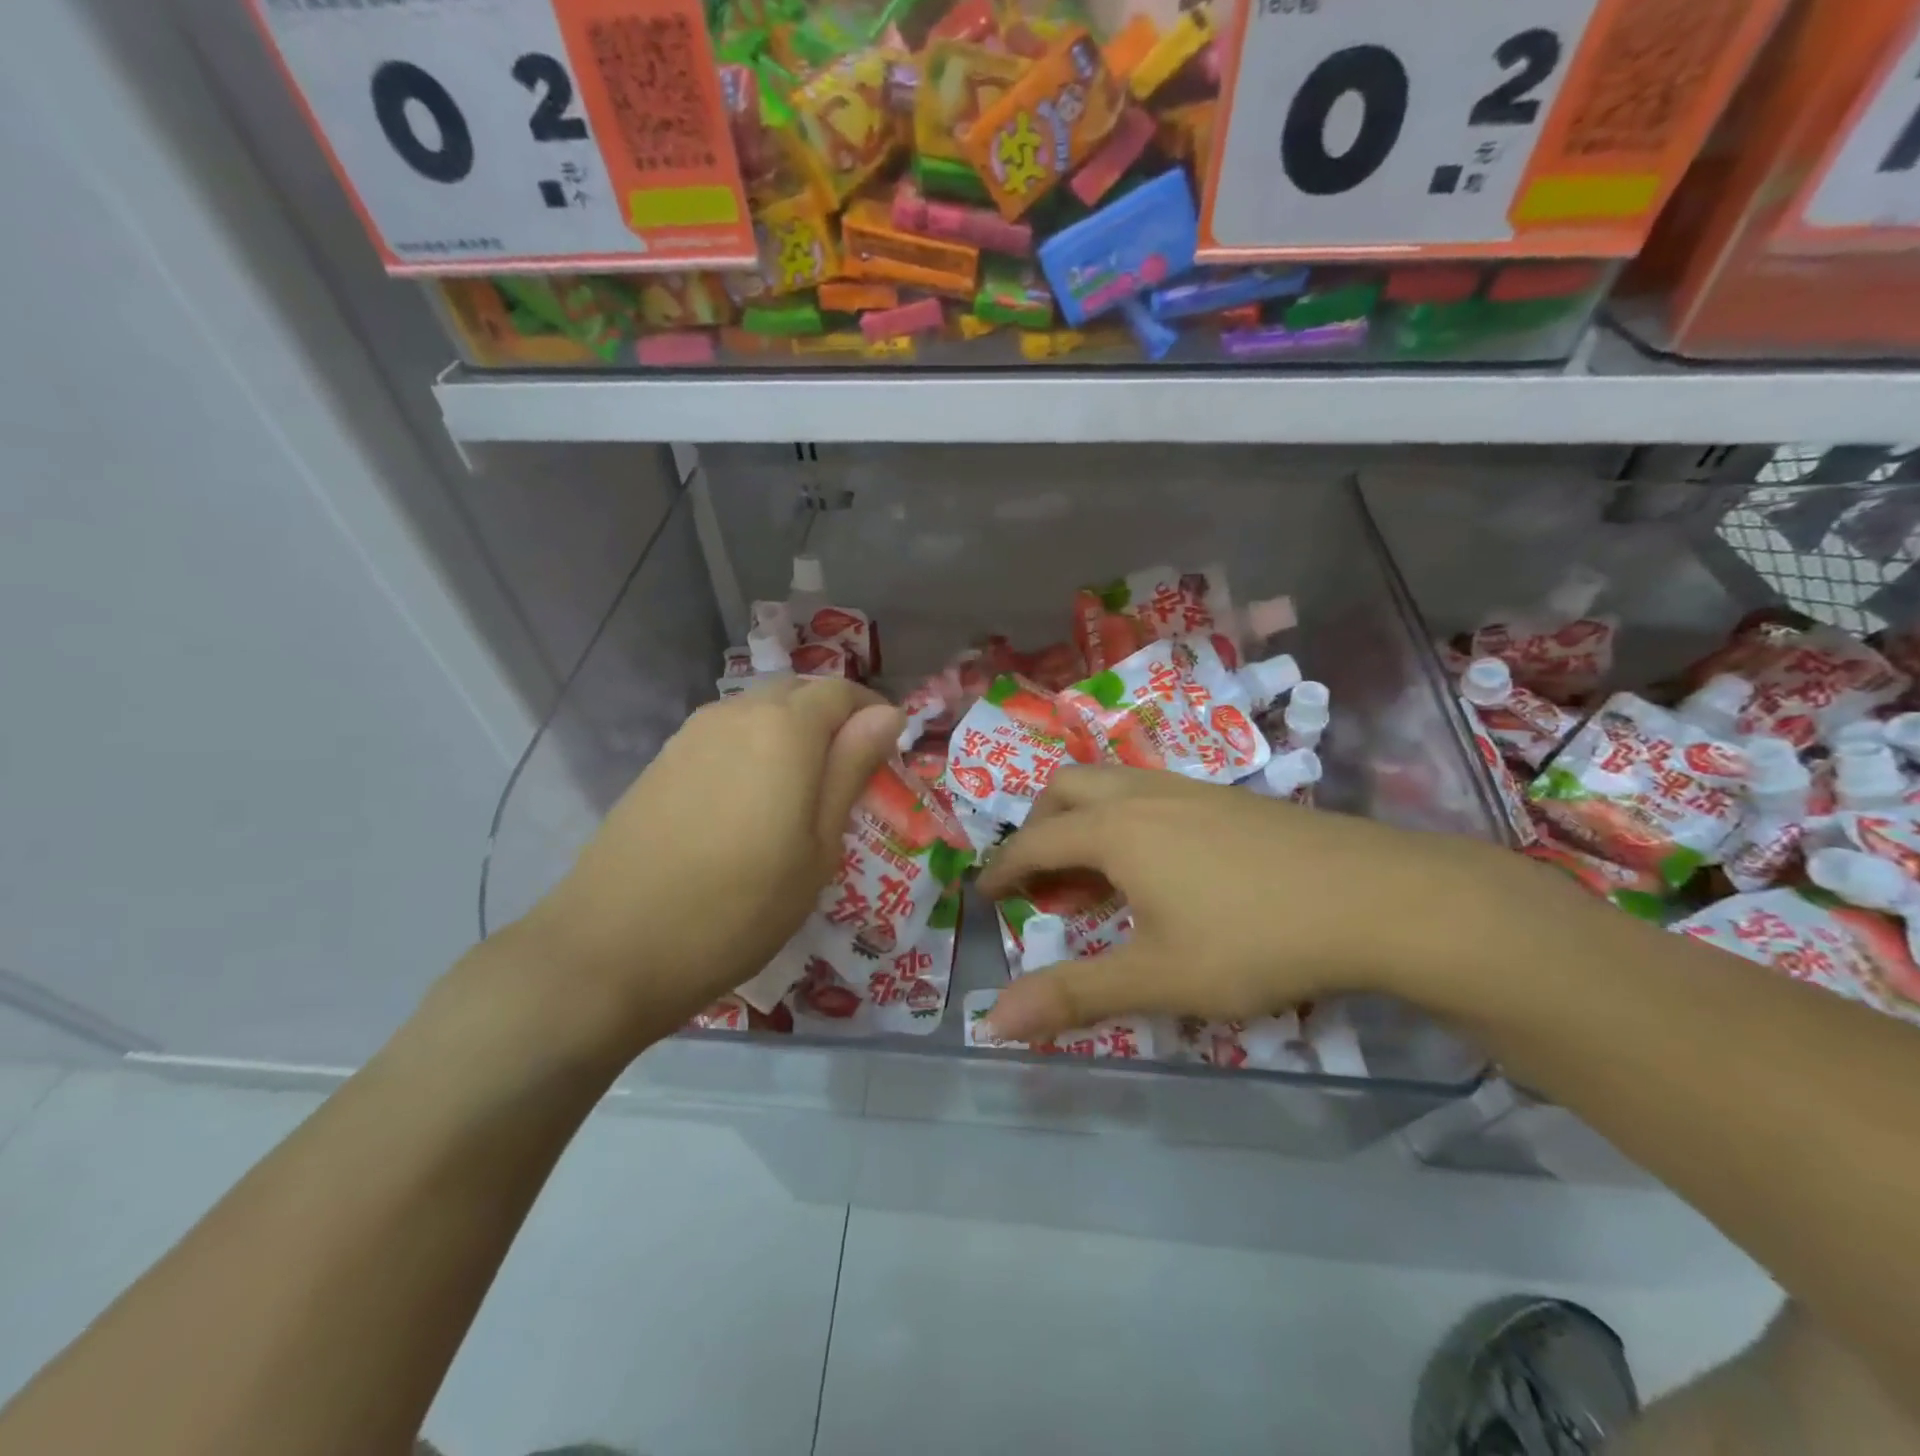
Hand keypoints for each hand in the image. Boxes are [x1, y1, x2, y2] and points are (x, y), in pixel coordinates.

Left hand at [513, 678, 902, 1048]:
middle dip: (833, 720)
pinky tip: (751, 803)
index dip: (873, 714)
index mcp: (785, 728)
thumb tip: (887, 714)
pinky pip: (726, 734)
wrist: (612, 948)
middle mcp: (737, 713)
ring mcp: (692, 734)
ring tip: (803, 793)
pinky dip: (754, 750)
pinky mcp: (662, 760)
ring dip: (792, 734)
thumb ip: (851, 770)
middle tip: (850, 775)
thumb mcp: (818, 847)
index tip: (888, 755)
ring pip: (759, 711)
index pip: (842, 692)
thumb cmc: (739, 907)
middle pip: (798, 693)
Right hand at [976, 767, 1522, 1043]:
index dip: (1003, 868)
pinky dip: (1125, 816)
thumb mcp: (1159, 977)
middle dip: (1038, 825)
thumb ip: (1074, 995)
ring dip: (1083, 816)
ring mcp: (1191, 789)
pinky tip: (1158, 860)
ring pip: (1112, 783)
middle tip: (1038, 873)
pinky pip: (1151, 791)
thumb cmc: (1255, 939)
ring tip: (1093, 868)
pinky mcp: (1230, 799)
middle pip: (1067, 789)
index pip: (1036, 841)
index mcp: (1115, 830)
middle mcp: (1144, 795)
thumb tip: (993, 1021)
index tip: (984, 892)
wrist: (1377, 897)